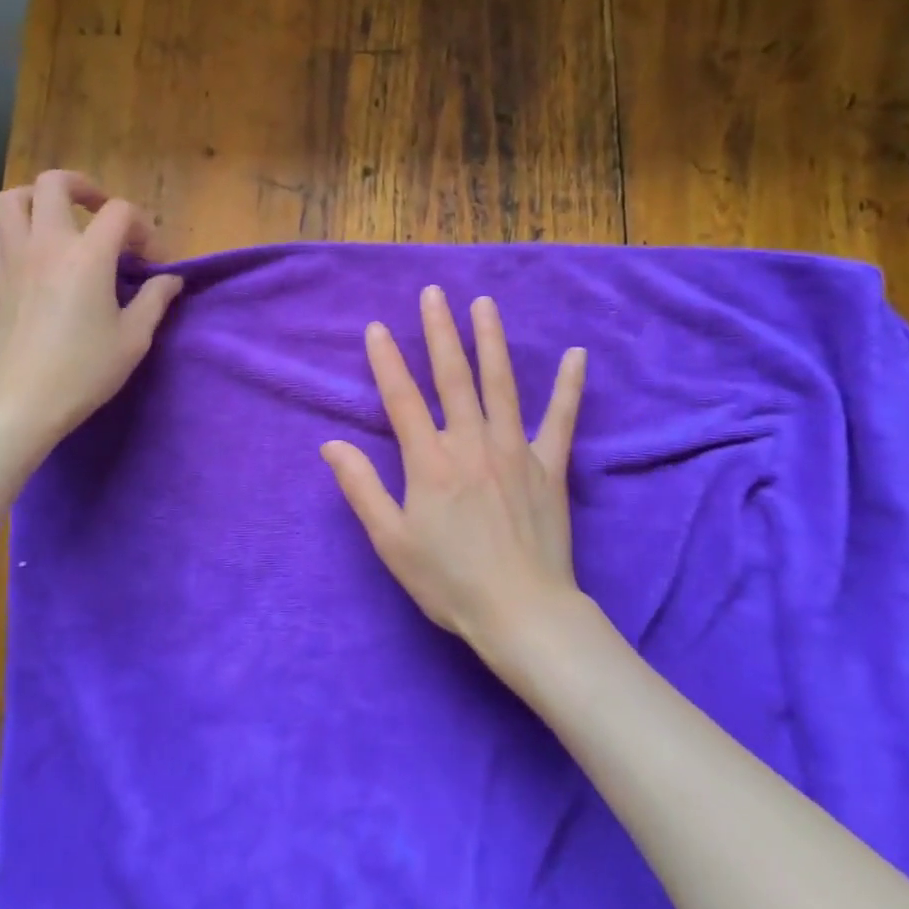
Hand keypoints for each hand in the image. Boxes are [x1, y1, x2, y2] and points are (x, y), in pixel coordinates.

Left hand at [0, 170, 182, 456]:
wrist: (17, 404)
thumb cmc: (82, 372)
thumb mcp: (133, 339)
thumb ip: (155, 300)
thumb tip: (171, 278)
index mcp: (87, 256)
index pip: (120, 211)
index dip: (142, 228)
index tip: (150, 261)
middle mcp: (45, 244)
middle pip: (55, 183)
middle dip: (83, 187)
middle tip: (99, 212)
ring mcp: (10, 258)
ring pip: (12, 199)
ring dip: (39, 200)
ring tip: (58, 223)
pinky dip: (13, 233)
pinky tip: (29, 257)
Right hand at [321, 286, 586, 661]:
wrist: (522, 613)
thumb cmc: (450, 581)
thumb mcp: (391, 541)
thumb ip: (361, 488)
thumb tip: (330, 446)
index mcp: (430, 462)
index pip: (402, 399)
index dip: (386, 361)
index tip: (377, 328)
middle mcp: (471, 443)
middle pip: (452, 377)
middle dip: (439, 332)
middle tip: (433, 294)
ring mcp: (514, 450)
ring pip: (500, 384)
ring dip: (490, 341)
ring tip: (484, 304)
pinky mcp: (549, 466)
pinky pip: (561, 419)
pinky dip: (569, 386)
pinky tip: (578, 355)